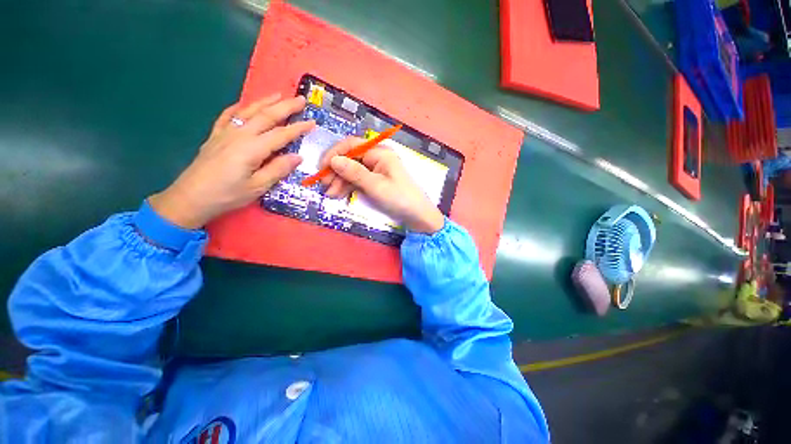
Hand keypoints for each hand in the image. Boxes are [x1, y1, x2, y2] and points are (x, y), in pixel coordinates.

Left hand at [149, 93, 314, 228]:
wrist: (190, 197)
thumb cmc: (227, 195)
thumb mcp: (258, 187)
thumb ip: (278, 170)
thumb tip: (298, 157)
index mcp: (253, 148)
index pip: (281, 135)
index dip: (298, 128)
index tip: (313, 122)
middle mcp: (240, 135)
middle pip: (266, 116)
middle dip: (285, 107)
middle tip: (301, 99)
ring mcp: (226, 133)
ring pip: (249, 111)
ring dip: (265, 102)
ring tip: (279, 95)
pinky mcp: (215, 136)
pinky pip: (228, 116)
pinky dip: (238, 107)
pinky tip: (244, 104)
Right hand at [319, 137, 444, 233]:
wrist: (417, 215)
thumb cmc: (399, 198)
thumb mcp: (375, 186)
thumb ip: (354, 172)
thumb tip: (333, 160)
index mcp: (379, 153)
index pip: (351, 145)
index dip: (334, 154)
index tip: (321, 168)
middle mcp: (376, 158)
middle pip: (350, 158)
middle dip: (336, 171)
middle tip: (324, 186)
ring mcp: (376, 170)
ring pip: (352, 171)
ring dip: (340, 181)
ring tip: (330, 195)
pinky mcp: (375, 181)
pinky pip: (358, 180)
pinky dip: (348, 186)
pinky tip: (339, 194)